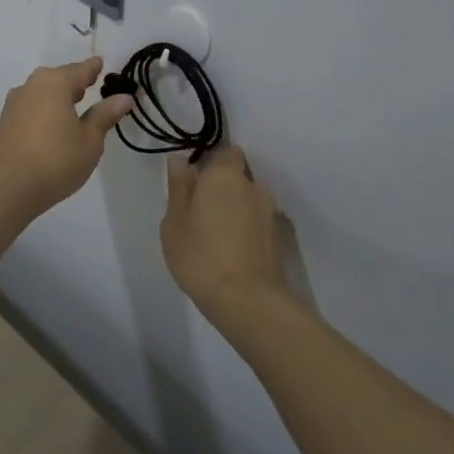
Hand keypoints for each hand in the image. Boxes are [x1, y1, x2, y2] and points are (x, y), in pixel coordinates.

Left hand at [0, 57, 133, 216]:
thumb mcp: (90, 140)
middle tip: (91, 86)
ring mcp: (15, 103)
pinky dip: (46, 110)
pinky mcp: (6, 122)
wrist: (8, 187)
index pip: (81, 69)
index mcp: (55, 82)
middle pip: (59, 78)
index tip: (101, 64)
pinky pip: (32, 107)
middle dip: (75, 82)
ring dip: (59, 97)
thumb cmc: (56, 159)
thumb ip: (105, 115)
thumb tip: (124, 97)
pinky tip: (53, 125)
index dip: (94, 68)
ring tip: (74, 108)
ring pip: (43, 92)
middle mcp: (33, 85)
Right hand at [162, 146, 290, 323]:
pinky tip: (233, 251)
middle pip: (237, 177)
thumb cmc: (201, 256)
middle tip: (200, 212)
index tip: (195, 182)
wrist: (248, 301)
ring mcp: (269, 212)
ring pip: (249, 200)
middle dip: (223, 188)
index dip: (212, 163)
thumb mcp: (174, 222)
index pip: (226, 152)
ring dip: (236, 209)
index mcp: (224, 175)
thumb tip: (181, 160)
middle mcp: (252, 186)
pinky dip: (247, 229)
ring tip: (218, 236)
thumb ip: (179, 187)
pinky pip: (257, 222)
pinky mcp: (278, 238)